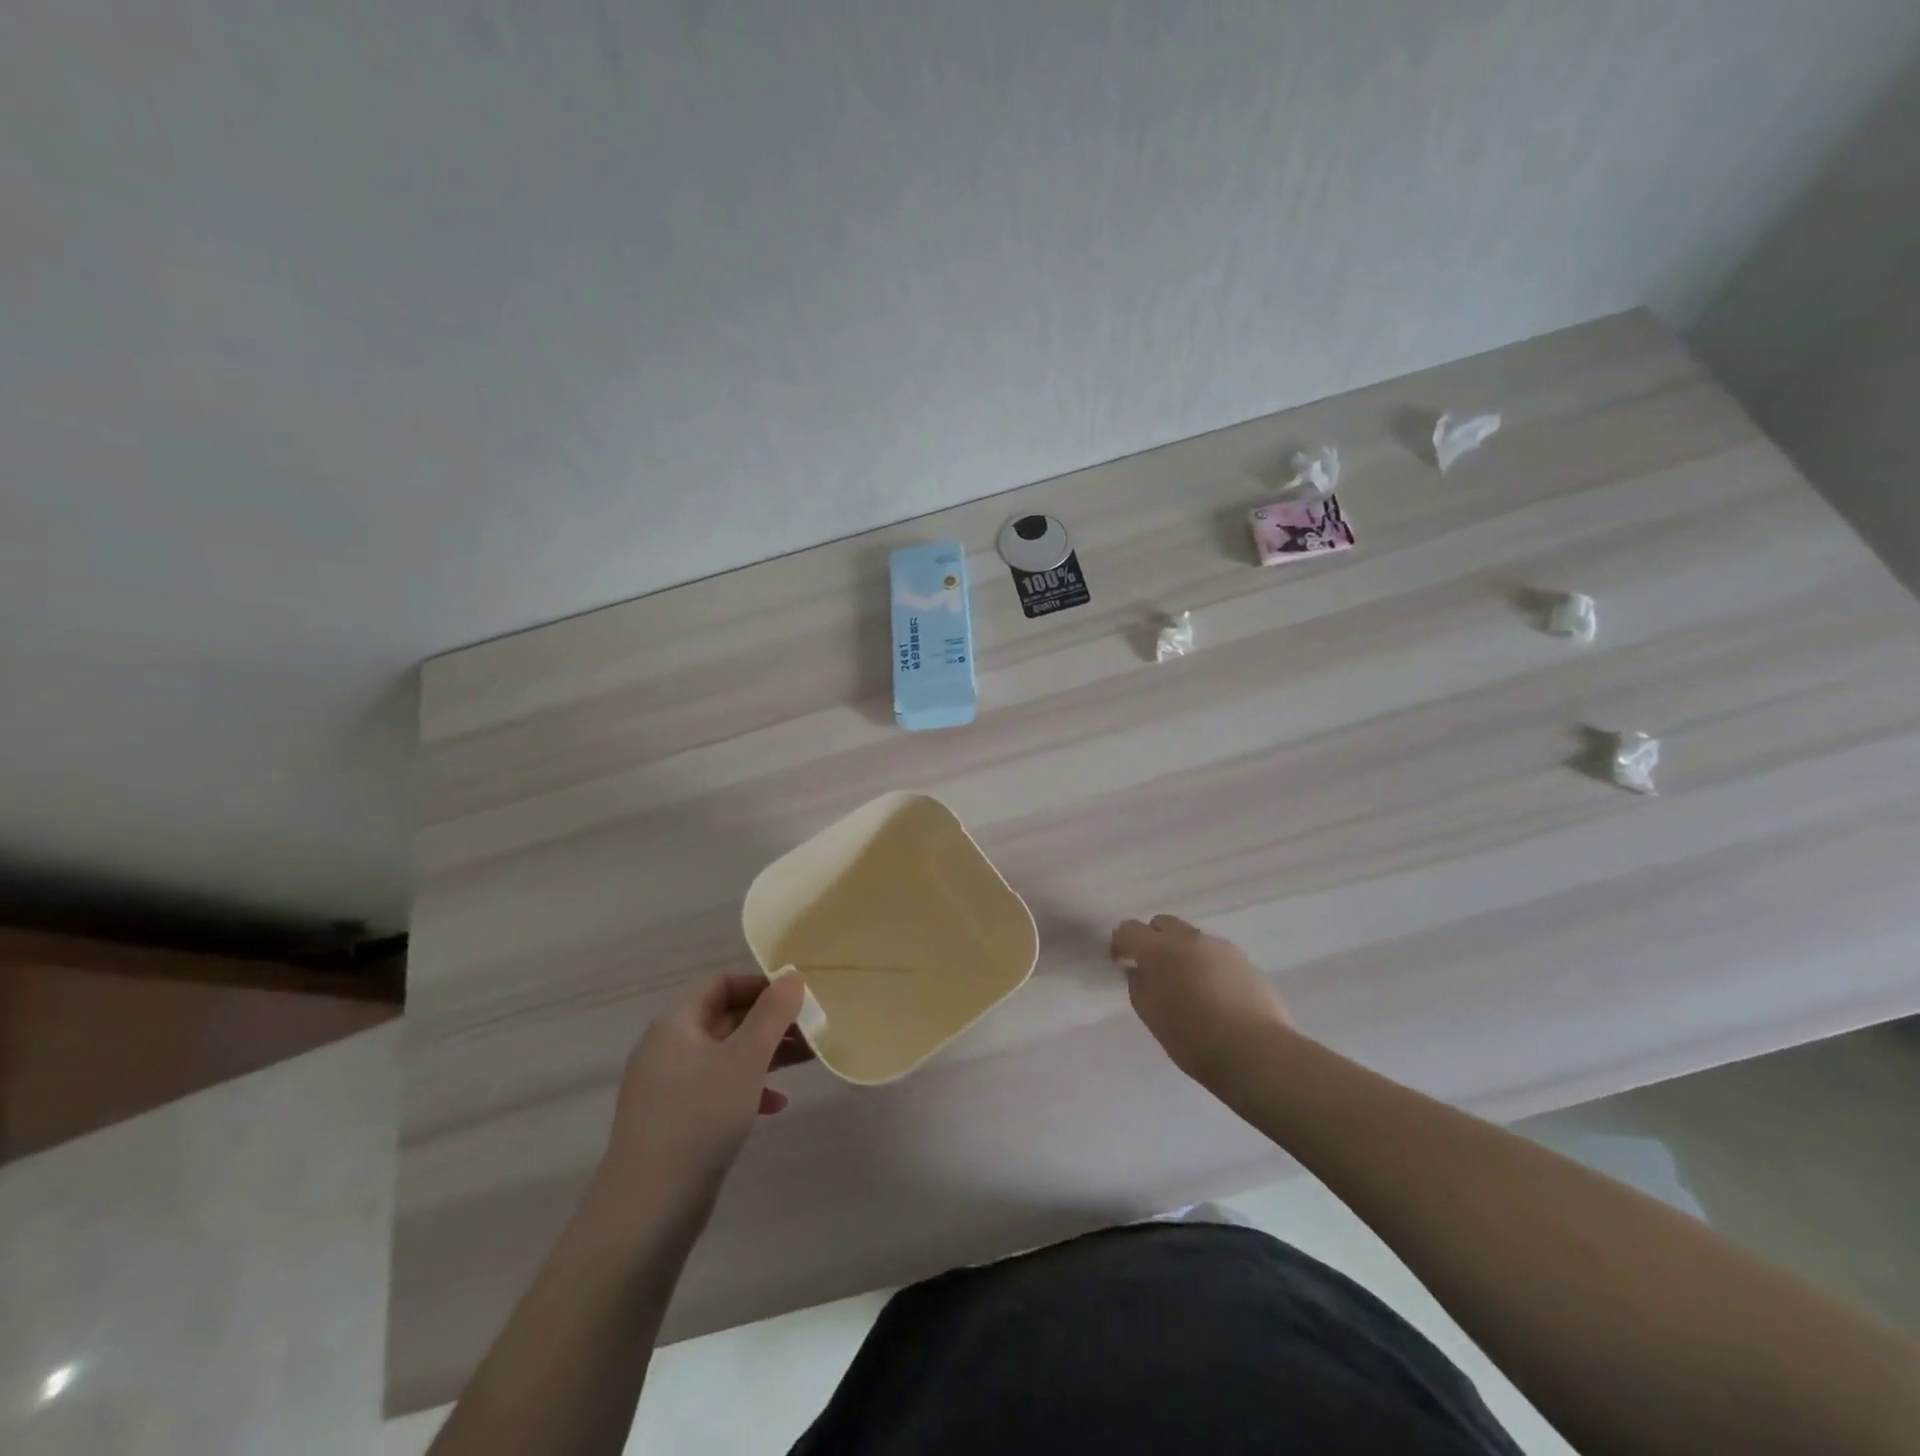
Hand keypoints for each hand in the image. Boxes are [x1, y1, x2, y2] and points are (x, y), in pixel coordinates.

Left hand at [601, 974, 813, 1201]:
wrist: (648, 1209)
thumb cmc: (700, 1117)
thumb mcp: (745, 1059)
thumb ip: (772, 1014)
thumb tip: (792, 976)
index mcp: (676, 1024)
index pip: (720, 984)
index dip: (759, 985)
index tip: (796, 997)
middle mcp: (668, 1049)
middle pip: (725, 1018)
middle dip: (770, 1022)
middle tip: (811, 1030)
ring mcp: (669, 1088)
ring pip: (726, 1055)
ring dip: (765, 1054)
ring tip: (806, 1060)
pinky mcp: (676, 1122)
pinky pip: (717, 1089)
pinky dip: (747, 1088)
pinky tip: (775, 1105)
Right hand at [1110, 915, 1292, 1084]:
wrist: (1257, 1052)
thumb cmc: (1194, 1039)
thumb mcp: (1152, 1017)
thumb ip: (1139, 987)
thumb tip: (1138, 971)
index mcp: (1159, 949)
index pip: (1129, 929)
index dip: (1121, 944)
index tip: (1120, 962)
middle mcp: (1189, 938)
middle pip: (1162, 923)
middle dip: (1152, 940)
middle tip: (1154, 970)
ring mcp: (1220, 946)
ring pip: (1191, 938)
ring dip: (1182, 952)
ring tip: (1188, 986)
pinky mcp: (1244, 960)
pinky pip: (1215, 953)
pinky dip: (1206, 964)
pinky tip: (1214, 994)